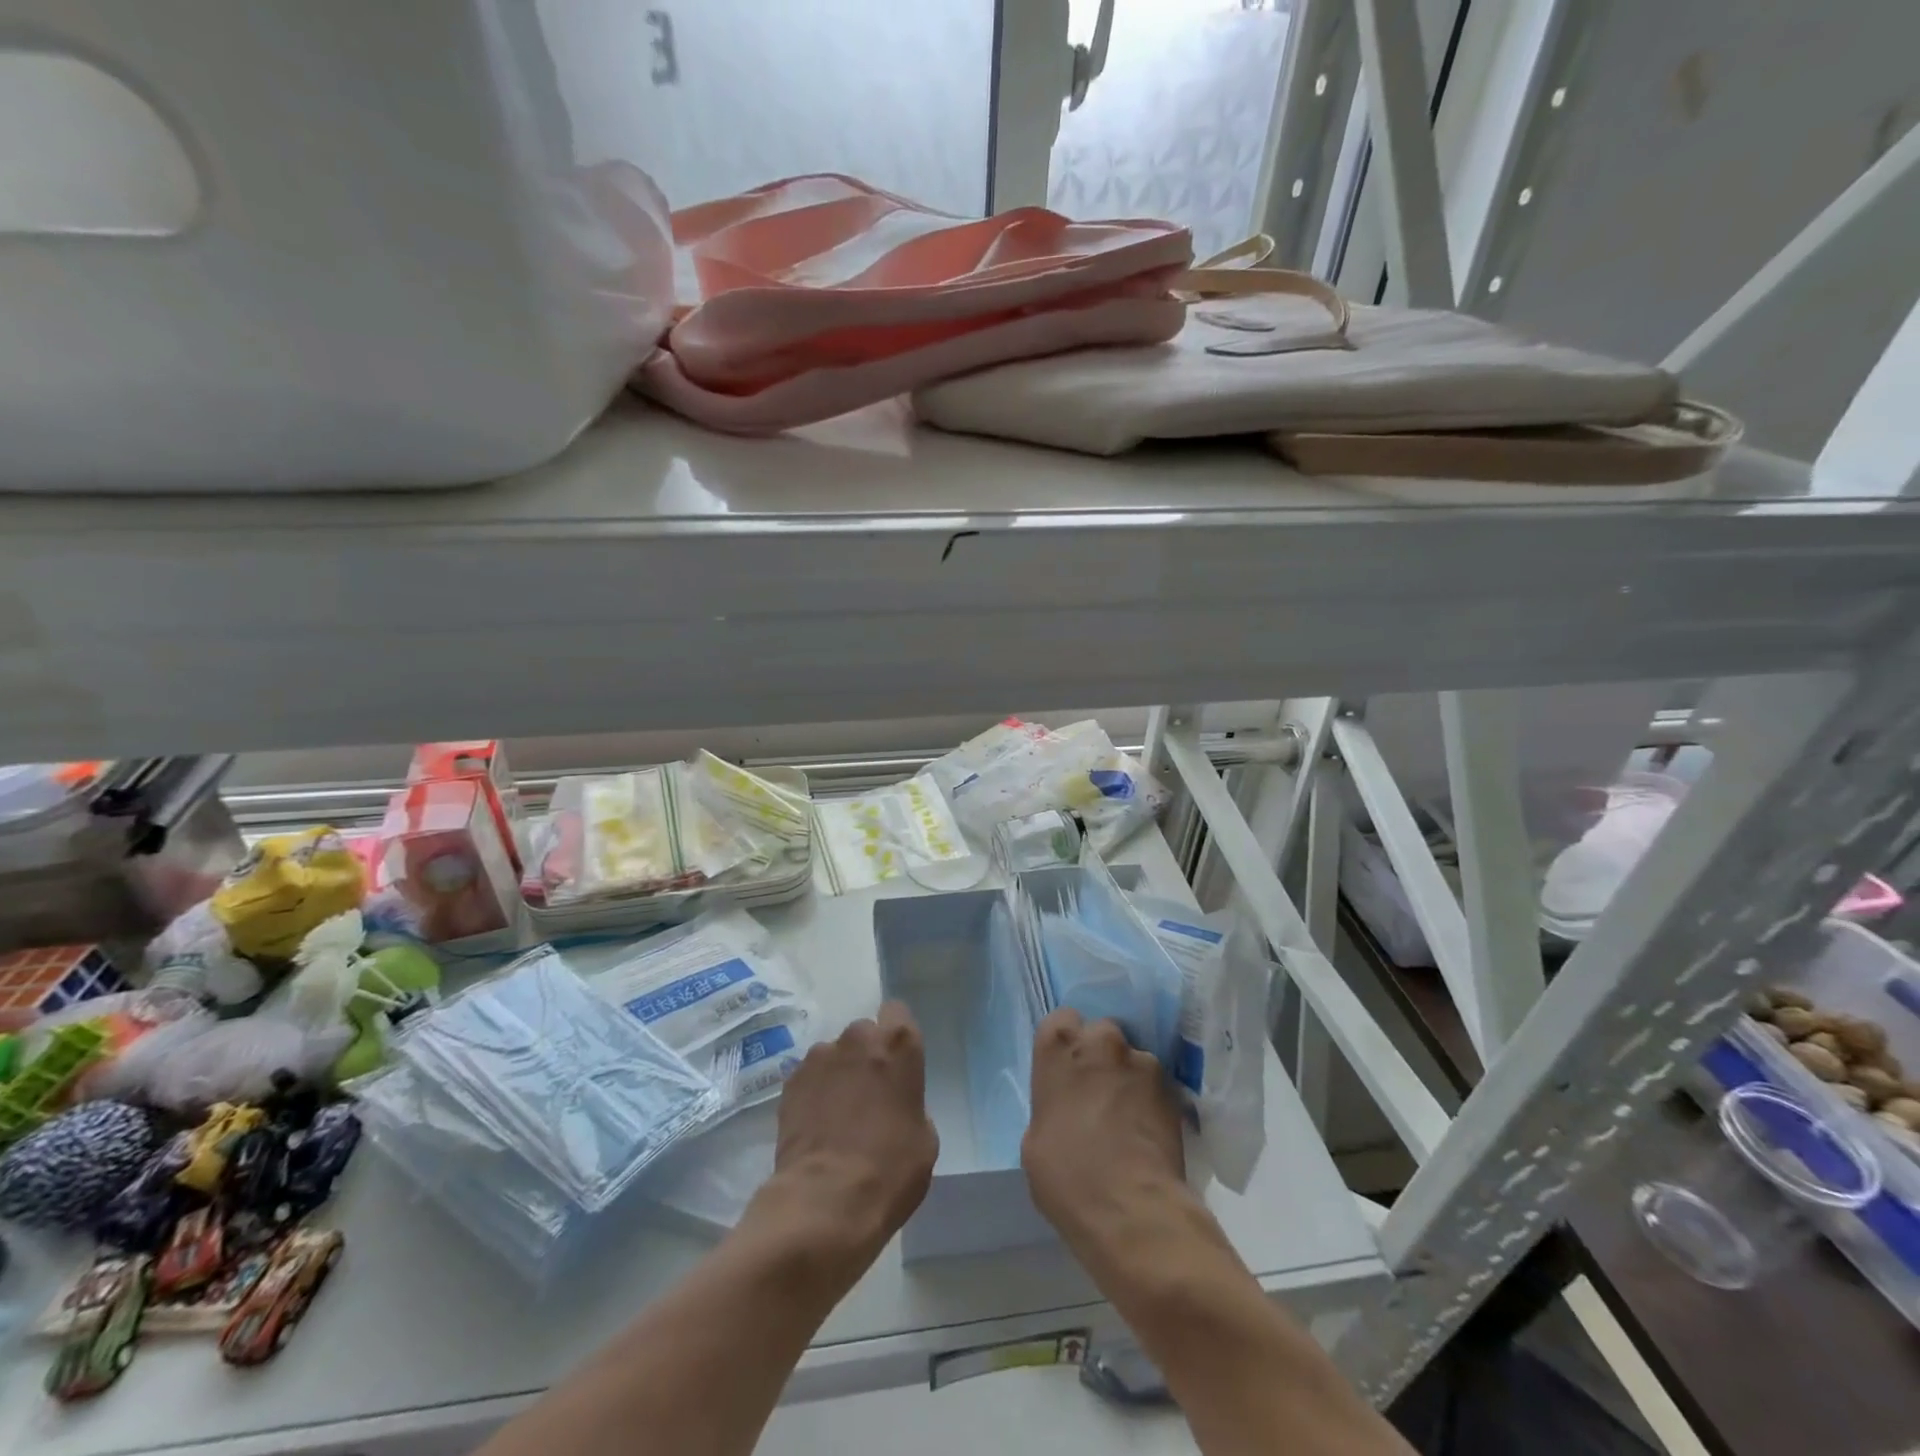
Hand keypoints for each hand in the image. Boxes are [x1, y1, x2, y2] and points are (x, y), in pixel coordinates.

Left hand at [747, 1002, 938, 1277]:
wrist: (826, 1202)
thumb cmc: (891, 1170)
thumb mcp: (925, 1138)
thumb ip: (911, 1103)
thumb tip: (894, 1104)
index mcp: (898, 1044)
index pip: (897, 1012)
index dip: (896, 1035)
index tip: (896, 1062)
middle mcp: (858, 1038)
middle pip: (864, 1034)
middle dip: (866, 1056)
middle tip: (867, 1095)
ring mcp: (819, 1057)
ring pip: (833, 1055)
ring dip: (837, 1075)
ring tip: (836, 1117)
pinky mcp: (790, 1082)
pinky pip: (809, 1078)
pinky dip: (814, 1094)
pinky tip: (816, 1128)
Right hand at [1022, 1008, 1187, 1253]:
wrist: (1131, 1210)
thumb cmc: (1067, 1177)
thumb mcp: (1035, 1139)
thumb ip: (1051, 1104)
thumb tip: (1066, 1108)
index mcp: (1058, 1047)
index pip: (1061, 1020)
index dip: (1067, 1044)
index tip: (1068, 1070)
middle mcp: (1100, 1040)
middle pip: (1100, 1032)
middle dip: (1101, 1055)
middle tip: (1099, 1090)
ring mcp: (1141, 1060)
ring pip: (1132, 1057)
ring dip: (1129, 1077)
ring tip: (1129, 1116)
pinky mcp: (1172, 1086)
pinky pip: (1156, 1083)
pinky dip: (1152, 1098)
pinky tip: (1148, 1129)